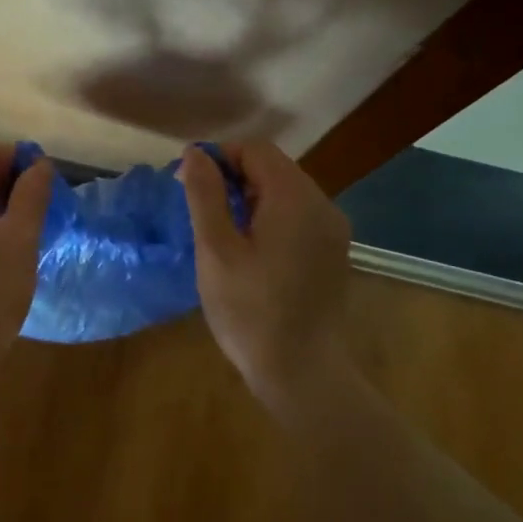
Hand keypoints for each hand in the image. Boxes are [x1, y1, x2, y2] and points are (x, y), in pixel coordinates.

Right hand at [181, 142, 352, 402]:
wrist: (302, 372)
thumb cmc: (250, 310)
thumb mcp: (216, 250)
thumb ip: (205, 195)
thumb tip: (196, 153)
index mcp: (295, 198)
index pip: (256, 150)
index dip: (219, 158)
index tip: (189, 185)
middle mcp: (322, 205)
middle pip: (273, 168)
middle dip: (233, 178)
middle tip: (201, 212)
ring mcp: (332, 230)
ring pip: (285, 193)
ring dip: (250, 199)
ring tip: (222, 234)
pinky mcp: (333, 253)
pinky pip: (297, 217)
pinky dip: (270, 219)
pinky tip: (250, 252)